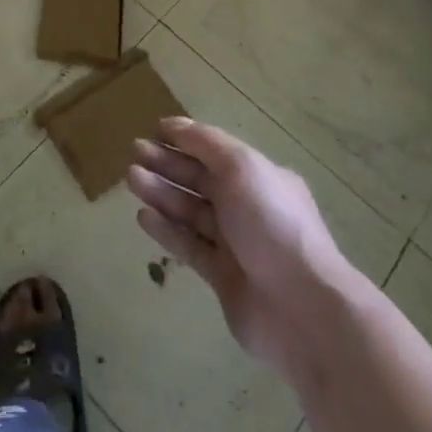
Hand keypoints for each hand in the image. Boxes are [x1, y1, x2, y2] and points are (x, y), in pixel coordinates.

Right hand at [128, 117, 370, 378]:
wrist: (301, 307)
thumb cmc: (271, 223)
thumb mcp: (241, 167)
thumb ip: (205, 143)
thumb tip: (173, 124)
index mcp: (259, 177)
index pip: (215, 151)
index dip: (185, 139)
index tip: (153, 130)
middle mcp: (248, 207)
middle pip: (200, 179)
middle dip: (167, 163)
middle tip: (134, 152)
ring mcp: (235, 244)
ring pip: (191, 211)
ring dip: (162, 192)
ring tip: (131, 178)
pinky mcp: (222, 277)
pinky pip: (189, 245)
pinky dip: (167, 229)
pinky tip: (143, 216)